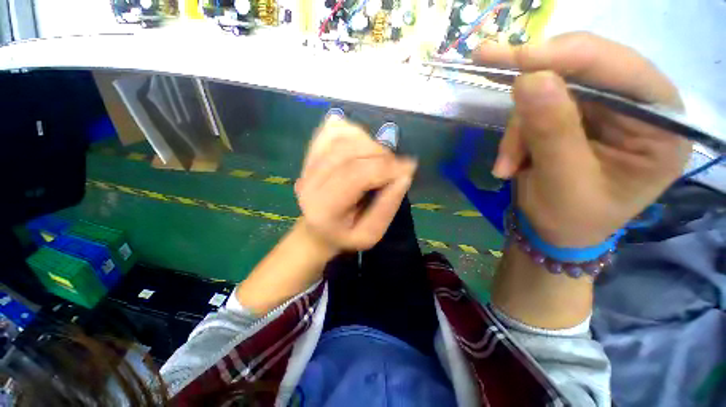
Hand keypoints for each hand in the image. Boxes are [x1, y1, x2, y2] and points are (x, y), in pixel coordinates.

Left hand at [295, 117, 415, 251]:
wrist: (318, 228)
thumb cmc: (346, 234)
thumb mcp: (371, 234)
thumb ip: (387, 206)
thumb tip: (404, 174)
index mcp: (324, 208)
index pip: (356, 175)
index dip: (386, 167)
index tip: (408, 167)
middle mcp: (310, 182)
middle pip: (349, 152)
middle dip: (381, 154)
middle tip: (395, 166)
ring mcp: (306, 165)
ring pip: (342, 138)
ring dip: (370, 143)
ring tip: (380, 159)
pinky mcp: (309, 153)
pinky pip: (333, 130)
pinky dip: (354, 131)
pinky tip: (363, 145)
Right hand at [475, 33, 691, 246]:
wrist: (556, 231)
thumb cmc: (571, 218)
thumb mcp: (563, 182)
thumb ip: (552, 131)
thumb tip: (529, 78)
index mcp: (660, 127)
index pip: (622, 70)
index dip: (568, 56)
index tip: (516, 58)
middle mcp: (638, 107)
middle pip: (581, 71)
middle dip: (531, 95)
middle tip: (486, 71)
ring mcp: (604, 107)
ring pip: (550, 90)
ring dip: (518, 128)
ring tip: (506, 165)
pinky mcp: (575, 113)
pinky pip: (537, 106)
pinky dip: (515, 132)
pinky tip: (509, 160)